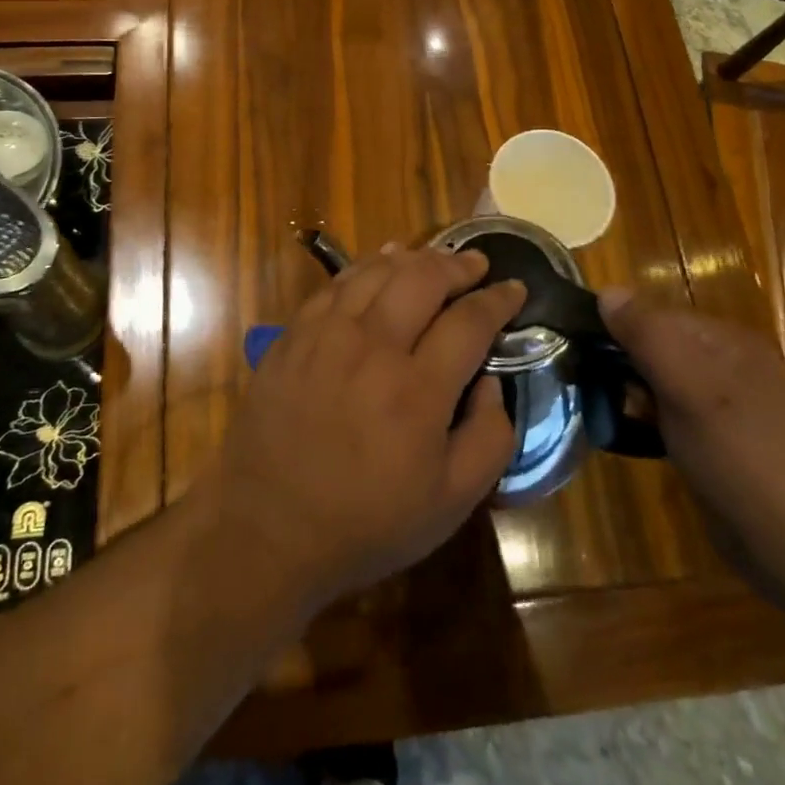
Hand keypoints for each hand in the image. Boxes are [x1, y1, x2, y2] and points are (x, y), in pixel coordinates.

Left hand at [206, 246, 521, 612]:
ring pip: (377, 271)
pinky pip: (336, 284)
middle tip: (477, 264)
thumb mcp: (450, 503)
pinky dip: (366, 266)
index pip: (469, 321)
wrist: (267, 526)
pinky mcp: (294, 335)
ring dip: (414, 258)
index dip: (498, 299)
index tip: (516, 288)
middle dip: (458, 265)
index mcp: (417, 390)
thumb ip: (489, 438)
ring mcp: (327, 335)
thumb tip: (492, 381)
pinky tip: (380, 263)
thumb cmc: (366, 522)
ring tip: (435, 260)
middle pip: (423, 278)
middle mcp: (372, 347)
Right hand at [598, 292, 784, 575]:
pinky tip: (630, 434)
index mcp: (731, 342)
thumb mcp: (688, 386)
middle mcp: (732, 366)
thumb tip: (606, 290)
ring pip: (663, 382)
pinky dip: (649, 420)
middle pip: (661, 347)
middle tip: (589, 382)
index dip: (620, 328)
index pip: (659, 314)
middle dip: (624, 361)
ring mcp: (728, 407)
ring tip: (601, 407)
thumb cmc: (740, 455)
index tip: (582, 350)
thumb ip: (647, 335)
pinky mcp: (721, 444)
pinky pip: (673, 415)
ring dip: (633, 392)